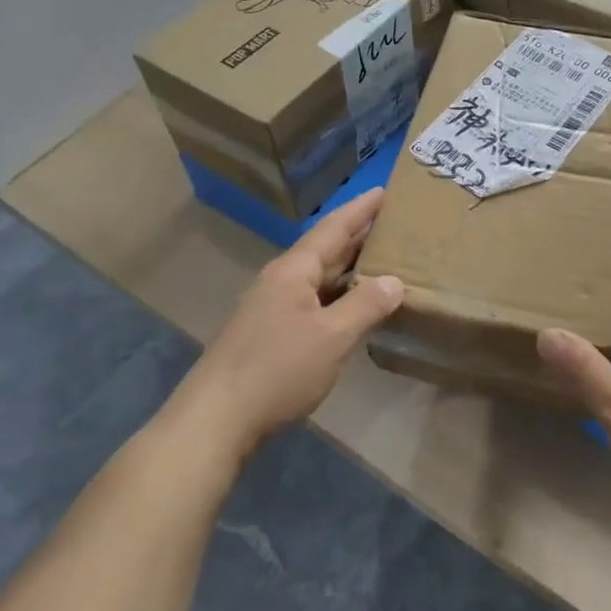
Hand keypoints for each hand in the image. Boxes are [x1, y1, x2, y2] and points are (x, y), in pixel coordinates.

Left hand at [172, 189, 403, 462]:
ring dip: (349, 267)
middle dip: (359, 235)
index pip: (334, 228)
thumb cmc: (277, 370)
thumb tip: (395, 281)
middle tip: (394, 222)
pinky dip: (337, 295)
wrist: (215, 420)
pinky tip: (353, 305)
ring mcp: (271, 307)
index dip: (361, 210)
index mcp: (294, 271)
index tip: (385, 191)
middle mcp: (281, 281)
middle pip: (326, 249)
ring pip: (318, 277)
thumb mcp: (332, 337)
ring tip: (383, 258)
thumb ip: (365, 305)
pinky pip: (312, 300)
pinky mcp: (268, 334)